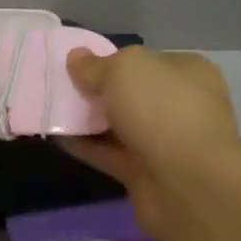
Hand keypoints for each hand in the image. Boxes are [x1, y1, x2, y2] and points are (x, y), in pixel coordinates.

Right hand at [61, 47, 240, 235]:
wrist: (187, 183)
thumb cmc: (161, 109)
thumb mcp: (124, 69)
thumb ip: (96, 65)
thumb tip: (76, 57)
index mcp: (188, 72)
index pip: (148, 60)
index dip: (114, 60)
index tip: (80, 65)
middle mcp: (181, 105)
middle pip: (133, 94)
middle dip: (99, 92)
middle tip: (62, 88)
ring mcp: (167, 142)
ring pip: (121, 126)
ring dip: (90, 120)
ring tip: (52, 110)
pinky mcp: (148, 174)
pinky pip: (111, 154)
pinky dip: (87, 147)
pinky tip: (57, 138)